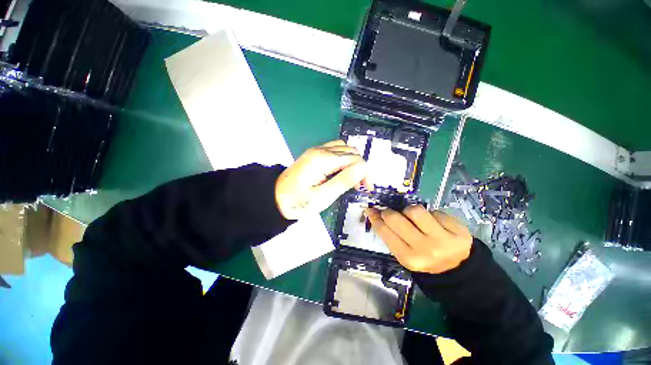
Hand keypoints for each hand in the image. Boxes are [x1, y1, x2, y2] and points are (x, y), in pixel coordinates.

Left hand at [275, 140, 372, 219]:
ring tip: (352, 179)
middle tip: (360, 186)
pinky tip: (342, 171)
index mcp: (323, 160)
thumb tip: (363, 168)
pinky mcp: (315, 153)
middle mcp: (321, 150)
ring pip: (345, 149)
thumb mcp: (322, 197)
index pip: (355, 159)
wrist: (275, 198)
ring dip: (353, 162)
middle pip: (352, 152)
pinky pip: (336, 150)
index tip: (366, 189)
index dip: (365, 173)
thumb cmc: (298, 201)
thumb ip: (343, 181)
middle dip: (361, 168)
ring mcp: (317, 150)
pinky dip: (344, 159)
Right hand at [366, 206, 471, 273]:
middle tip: (390, 213)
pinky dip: (429, 214)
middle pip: (396, 218)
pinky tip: (433, 223)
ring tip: (413, 218)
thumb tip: (375, 213)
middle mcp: (424, 249)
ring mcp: (443, 239)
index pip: (385, 231)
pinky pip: (434, 211)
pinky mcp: (459, 231)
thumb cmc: (424, 260)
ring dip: (410, 211)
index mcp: (408, 258)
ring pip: (415, 210)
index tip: (371, 210)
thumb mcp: (404, 254)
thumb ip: (390, 235)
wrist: (457, 270)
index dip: (375, 218)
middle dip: (389, 212)